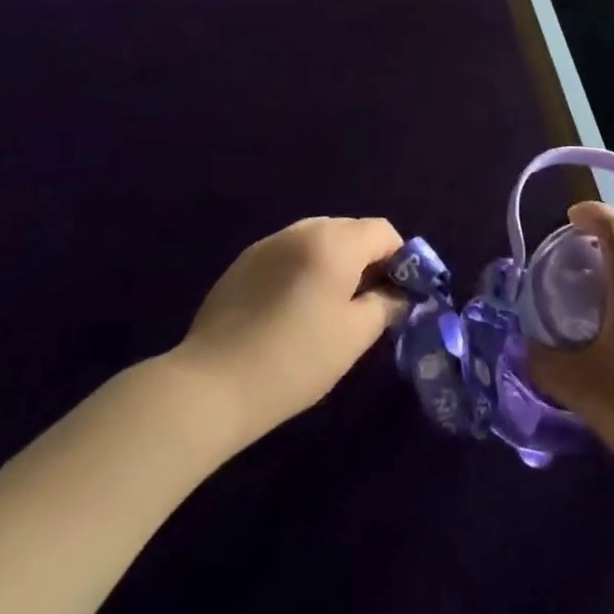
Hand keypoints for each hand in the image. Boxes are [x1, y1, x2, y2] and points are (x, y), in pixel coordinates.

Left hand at [174, 216, 406, 445]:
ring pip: (319, 240)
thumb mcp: (354, 336)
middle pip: (351, 230)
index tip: (399, 297)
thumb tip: (400, 295)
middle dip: (368, 260)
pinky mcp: (244, 262)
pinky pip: (289, 253)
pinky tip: (294, 310)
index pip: (383, 231)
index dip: (401, 259)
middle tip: (369, 304)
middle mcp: (302, 229)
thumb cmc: (295, 359)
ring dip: (336, 263)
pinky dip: (304, 269)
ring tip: (331, 308)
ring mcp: (268, 243)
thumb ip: (387, 305)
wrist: (211, 384)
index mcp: (334, 241)